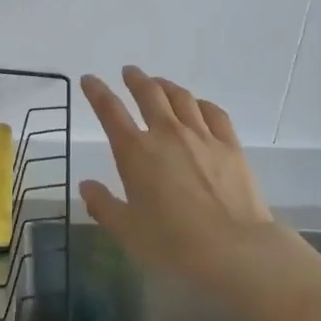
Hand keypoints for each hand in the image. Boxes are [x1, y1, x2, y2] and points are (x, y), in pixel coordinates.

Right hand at [79, 67, 277, 293]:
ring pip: (181, 97)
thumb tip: (86, 185)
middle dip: (135, 79)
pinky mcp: (229, 144)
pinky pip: (213, 112)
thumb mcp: (127, 230)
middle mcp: (167, 134)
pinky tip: (198, 105)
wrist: (233, 248)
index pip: (110, 111)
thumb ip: (103, 205)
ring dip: (166, 86)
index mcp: (135, 152)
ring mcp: (201, 135)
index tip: (90, 79)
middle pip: (149, 94)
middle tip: (129, 72)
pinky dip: (201, 103)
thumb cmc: (173, 243)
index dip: (97, 92)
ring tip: (159, 83)